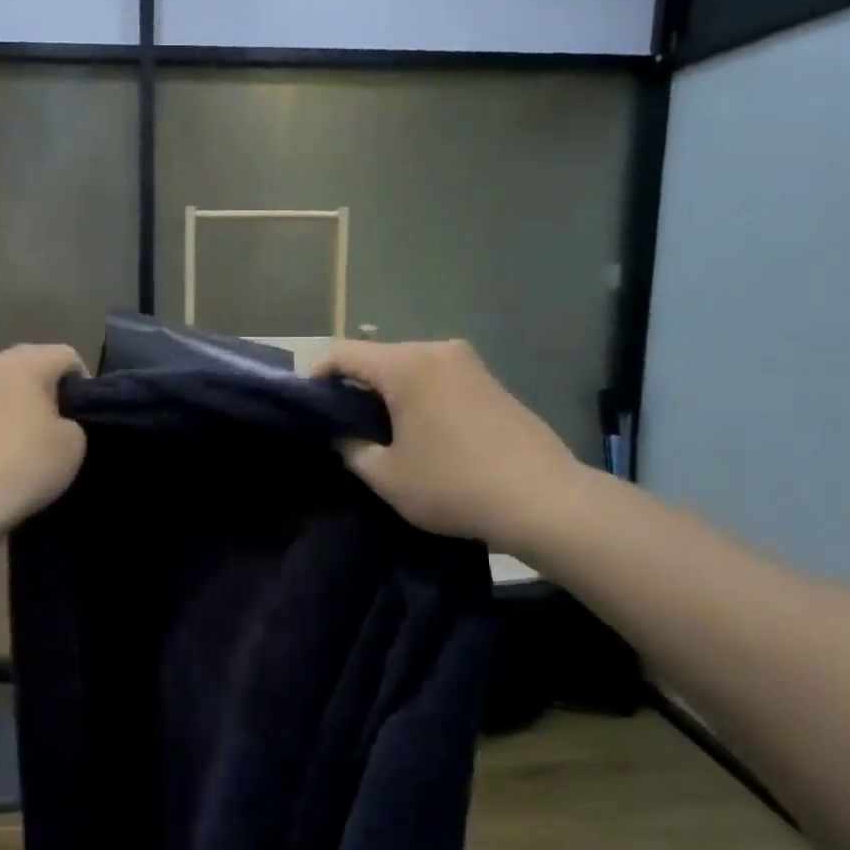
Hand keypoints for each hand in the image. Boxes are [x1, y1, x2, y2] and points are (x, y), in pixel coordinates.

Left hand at [0, 344, 88, 539]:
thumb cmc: (22, 467)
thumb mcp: (73, 445)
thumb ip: (70, 421)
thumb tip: (52, 421)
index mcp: (21, 363)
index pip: (66, 356)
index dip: (83, 383)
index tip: (83, 415)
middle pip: (24, 367)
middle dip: (41, 390)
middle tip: (52, 426)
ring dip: (6, 406)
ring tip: (15, 443)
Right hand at [316, 340, 586, 554]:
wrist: (543, 499)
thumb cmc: (454, 485)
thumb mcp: (387, 476)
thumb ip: (351, 449)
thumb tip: (340, 436)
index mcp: (406, 365)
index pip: (343, 354)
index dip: (316, 375)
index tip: (306, 404)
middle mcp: (436, 350)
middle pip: (378, 357)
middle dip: (354, 385)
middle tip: (340, 422)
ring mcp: (468, 363)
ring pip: (409, 367)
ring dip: (387, 391)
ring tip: (379, 429)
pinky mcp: (489, 380)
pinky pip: (437, 377)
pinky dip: (418, 395)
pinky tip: (420, 430)